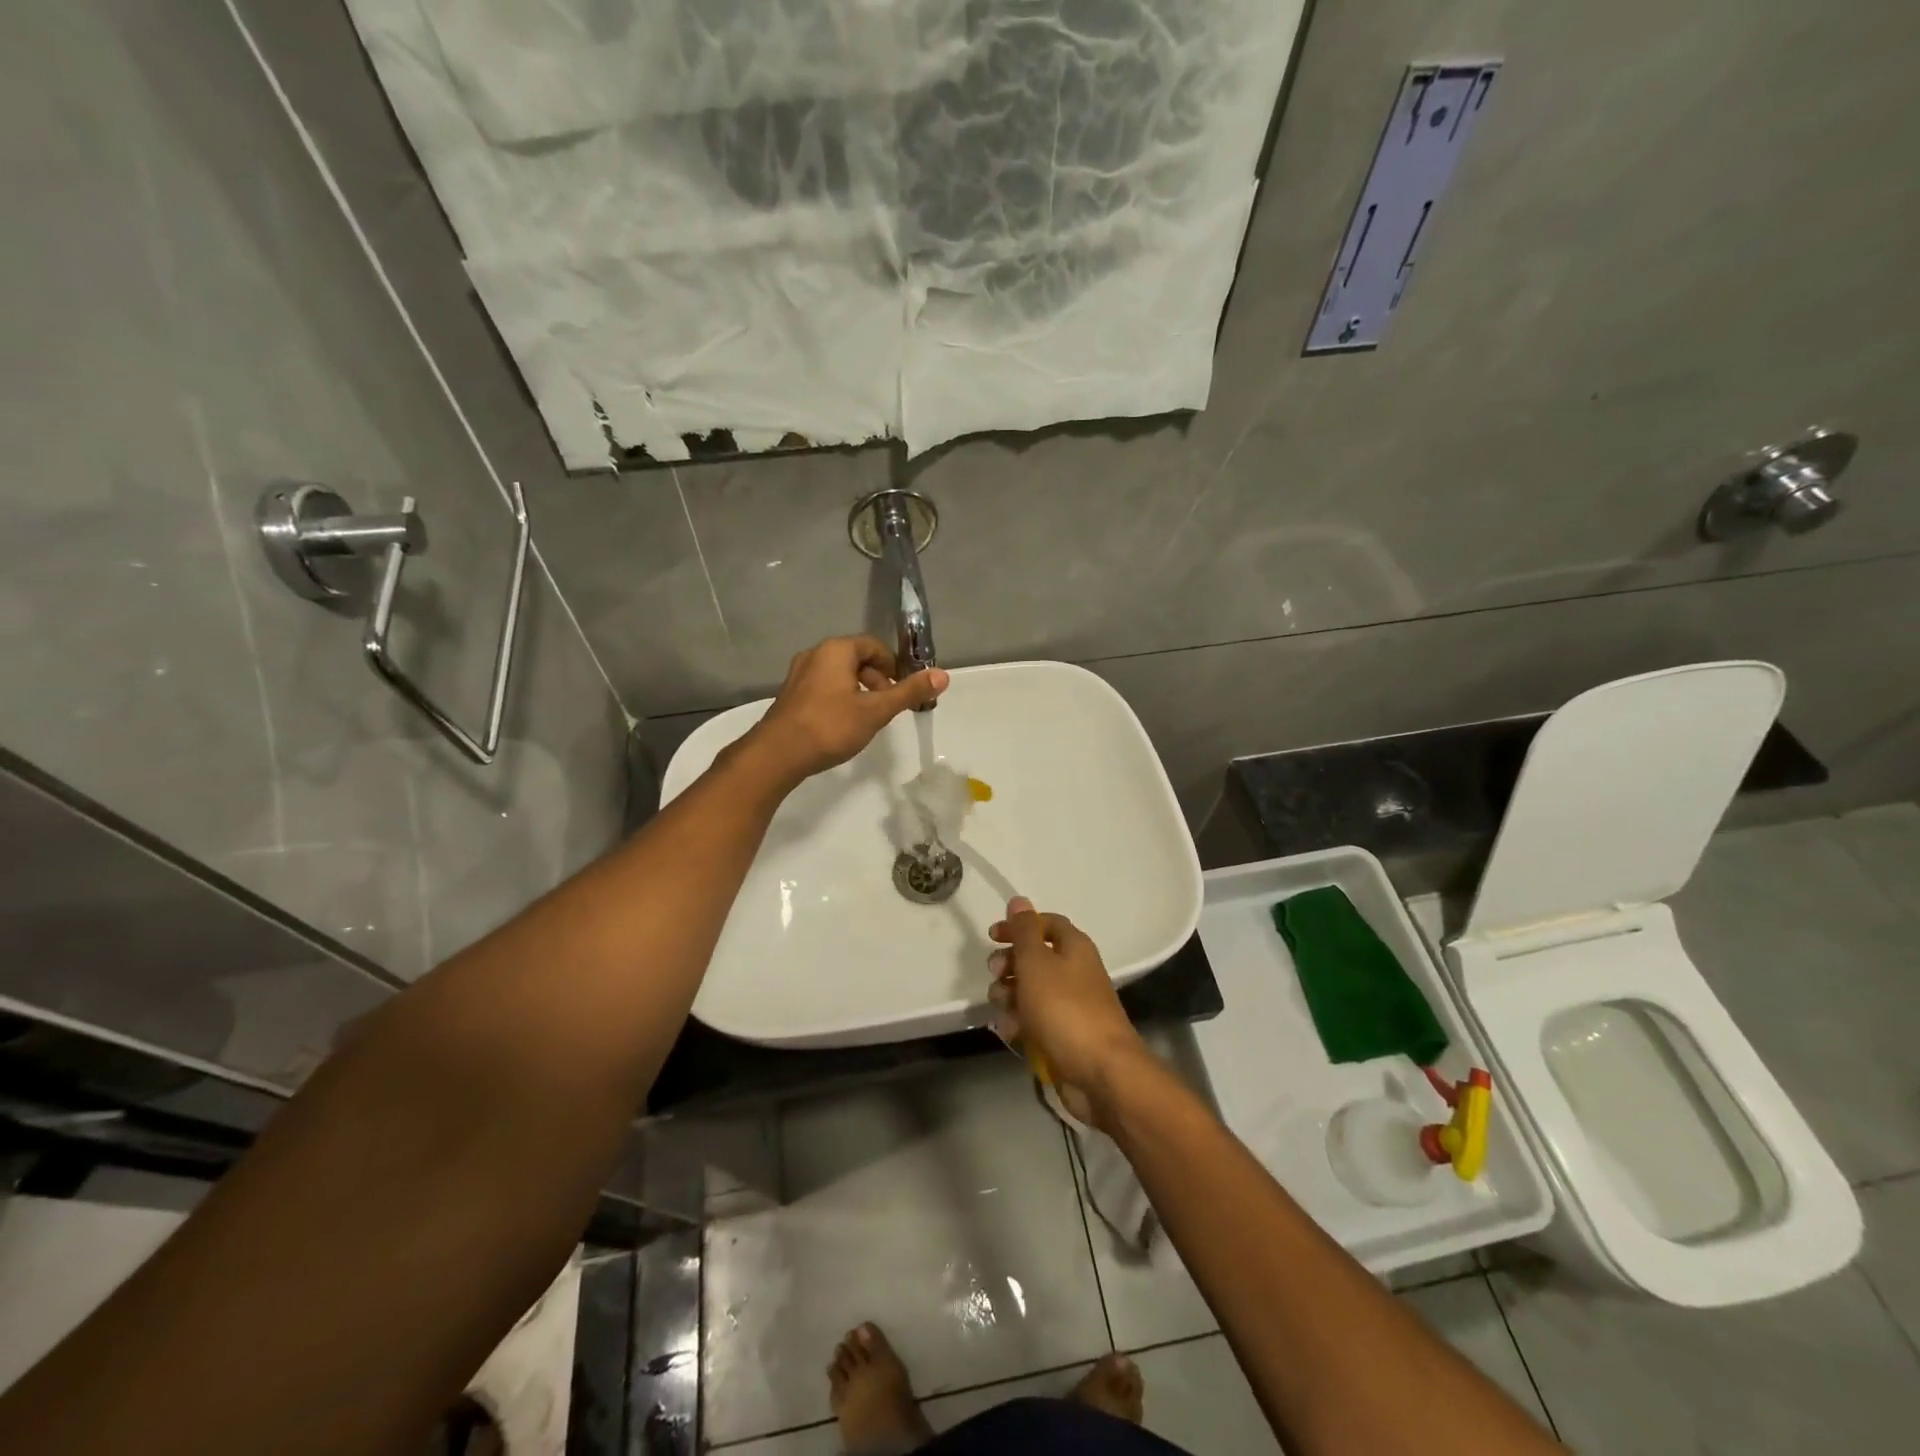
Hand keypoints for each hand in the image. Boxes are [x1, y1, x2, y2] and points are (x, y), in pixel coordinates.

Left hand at [747, 636, 948, 783]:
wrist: (777, 754)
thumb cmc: (830, 727)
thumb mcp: (876, 710)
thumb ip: (909, 692)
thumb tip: (943, 674)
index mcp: (836, 650)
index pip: (874, 646)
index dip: (894, 665)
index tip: (904, 689)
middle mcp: (815, 654)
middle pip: (856, 658)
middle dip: (878, 679)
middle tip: (888, 705)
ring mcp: (799, 675)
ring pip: (839, 674)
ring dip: (860, 690)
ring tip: (869, 717)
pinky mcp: (791, 695)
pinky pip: (824, 687)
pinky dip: (841, 698)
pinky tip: (844, 724)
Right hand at [988, 897, 1149, 1126]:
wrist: (1101, 1072)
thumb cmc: (1065, 1009)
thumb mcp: (1037, 963)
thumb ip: (1024, 931)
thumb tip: (1018, 900)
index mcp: (1074, 947)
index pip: (1045, 924)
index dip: (1018, 926)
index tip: (992, 936)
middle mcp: (1075, 972)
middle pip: (1035, 958)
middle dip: (1009, 965)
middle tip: (996, 975)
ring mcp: (1070, 1005)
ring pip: (1031, 992)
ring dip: (1010, 997)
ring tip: (1004, 1010)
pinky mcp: (1064, 1036)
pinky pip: (1035, 1021)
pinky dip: (1021, 1024)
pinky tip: (1011, 1034)